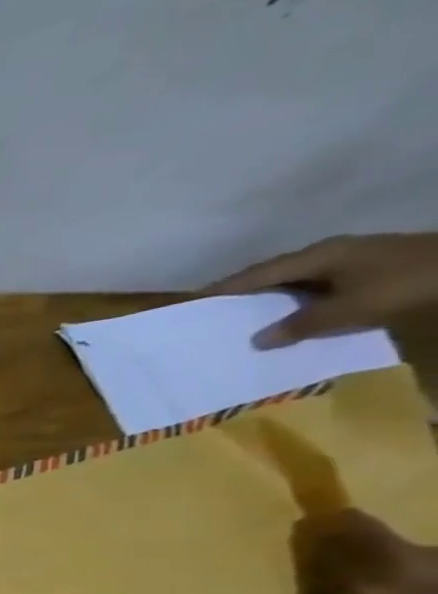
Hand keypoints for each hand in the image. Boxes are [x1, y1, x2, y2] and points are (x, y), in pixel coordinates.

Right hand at [203, 232, 437, 346]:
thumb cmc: (403, 284)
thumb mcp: (346, 310)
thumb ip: (298, 325)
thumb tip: (257, 340)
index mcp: (315, 256)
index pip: (254, 275)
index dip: (222, 290)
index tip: (191, 304)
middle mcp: (326, 253)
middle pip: (272, 275)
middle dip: (242, 295)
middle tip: (212, 316)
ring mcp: (349, 260)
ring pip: (294, 281)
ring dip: (269, 300)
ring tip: (243, 321)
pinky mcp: (366, 271)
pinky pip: (315, 288)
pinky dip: (294, 303)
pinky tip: (287, 318)